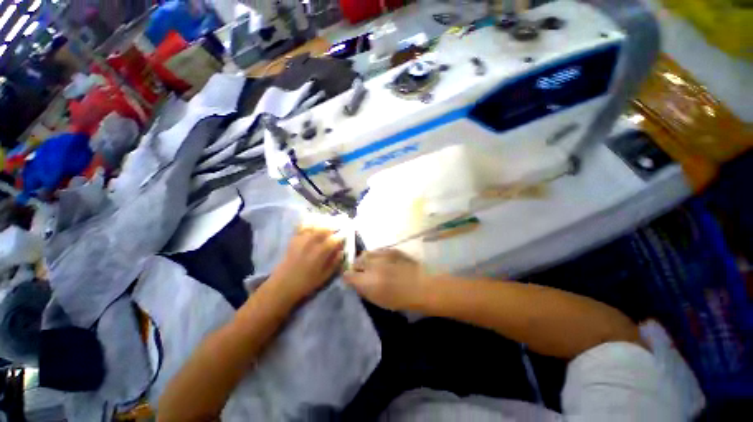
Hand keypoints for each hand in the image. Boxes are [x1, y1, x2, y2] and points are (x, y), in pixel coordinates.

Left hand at [269, 226, 344, 303]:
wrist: (282, 285)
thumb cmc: (306, 283)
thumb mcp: (325, 276)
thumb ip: (335, 262)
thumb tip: (341, 251)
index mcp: (321, 252)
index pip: (335, 239)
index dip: (342, 236)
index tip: (346, 235)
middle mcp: (312, 242)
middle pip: (325, 228)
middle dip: (334, 226)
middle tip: (339, 226)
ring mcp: (302, 239)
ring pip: (315, 225)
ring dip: (323, 222)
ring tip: (328, 223)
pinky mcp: (294, 239)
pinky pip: (303, 226)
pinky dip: (310, 222)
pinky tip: (314, 223)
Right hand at [344, 249, 429, 310]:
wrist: (421, 285)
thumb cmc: (400, 299)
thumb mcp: (378, 300)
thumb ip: (364, 289)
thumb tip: (356, 282)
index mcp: (366, 281)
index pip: (348, 275)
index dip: (348, 277)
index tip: (351, 279)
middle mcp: (371, 265)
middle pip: (356, 261)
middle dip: (356, 266)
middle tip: (362, 272)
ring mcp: (381, 255)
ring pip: (366, 253)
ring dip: (366, 259)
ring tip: (372, 265)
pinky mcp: (390, 249)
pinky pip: (378, 251)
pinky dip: (377, 256)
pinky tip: (383, 261)